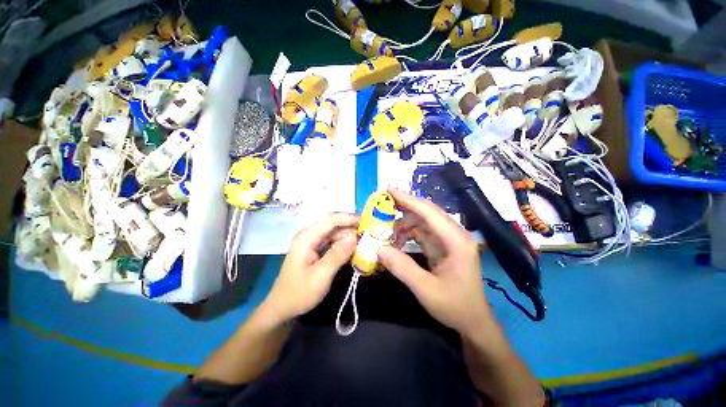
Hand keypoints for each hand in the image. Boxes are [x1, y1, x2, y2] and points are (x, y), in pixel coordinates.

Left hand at [260, 213, 358, 324]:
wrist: (282, 308)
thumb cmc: (299, 293)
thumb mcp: (320, 276)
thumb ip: (337, 255)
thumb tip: (355, 238)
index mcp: (307, 237)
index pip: (331, 220)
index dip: (349, 218)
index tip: (367, 221)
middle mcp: (309, 236)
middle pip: (333, 225)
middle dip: (351, 227)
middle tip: (370, 232)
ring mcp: (312, 243)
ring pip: (334, 233)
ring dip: (349, 235)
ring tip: (366, 239)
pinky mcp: (315, 250)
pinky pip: (332, 242)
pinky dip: (344, 244)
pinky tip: (355, 248)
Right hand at [379, 188, 491, 335]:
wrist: (473, 321)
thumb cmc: (455, 306)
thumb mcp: (426, 290)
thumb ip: (402, 268)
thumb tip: (379, 248)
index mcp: (456, 240)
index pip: (429, 212)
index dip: (408, 199)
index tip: (389, 189)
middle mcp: (454, 234)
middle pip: (426, 212)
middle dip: (403, 207)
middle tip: (382, 205)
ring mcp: (448, 239)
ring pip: (422, 221)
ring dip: (403, 223)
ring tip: (385, 230)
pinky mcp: (442, 245)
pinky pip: (421, 232)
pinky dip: (407, 233)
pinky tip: (395, 240)